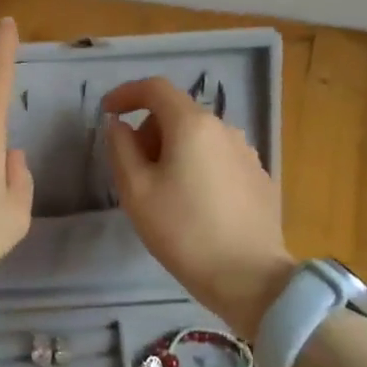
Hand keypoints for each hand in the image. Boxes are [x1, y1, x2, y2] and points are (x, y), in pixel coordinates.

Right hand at [102, 76, 294, 337]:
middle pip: (178, 112)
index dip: (127, 93)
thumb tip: (119, 125)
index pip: (155, 88)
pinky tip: (194, 203)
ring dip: (174, 149)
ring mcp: (246, 152)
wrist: (250, 278)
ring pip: (199, 136)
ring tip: (163, 190)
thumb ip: (121, 148)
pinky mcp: (259, 177)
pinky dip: (198, 165)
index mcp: (192, 125)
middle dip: (149, 129)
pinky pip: (218, 157)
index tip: (108, 112)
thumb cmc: (184, 231)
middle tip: (133, 167)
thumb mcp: (136, 191)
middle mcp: (224, 128)